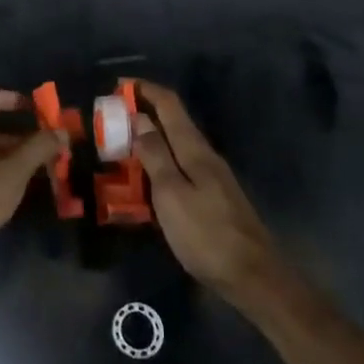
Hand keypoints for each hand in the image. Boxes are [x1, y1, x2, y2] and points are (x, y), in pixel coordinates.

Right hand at [131, 81, 284, 307]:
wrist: (253, 277)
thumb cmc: (206, 234)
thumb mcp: (171, 193)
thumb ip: (155, 154)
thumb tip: (139, 117)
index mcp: (194, 149)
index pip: (169, 104)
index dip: (145, 89)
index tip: (117, 85)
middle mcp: (204, 155)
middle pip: (172, 122)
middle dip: (142, 113)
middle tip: (110, 120)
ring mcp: (211, 177)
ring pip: (175, 145)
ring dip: (149, 139)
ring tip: (120, 146)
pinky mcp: (212, 197)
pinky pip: (179, 167)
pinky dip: (158, 162)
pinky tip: (145, 179)